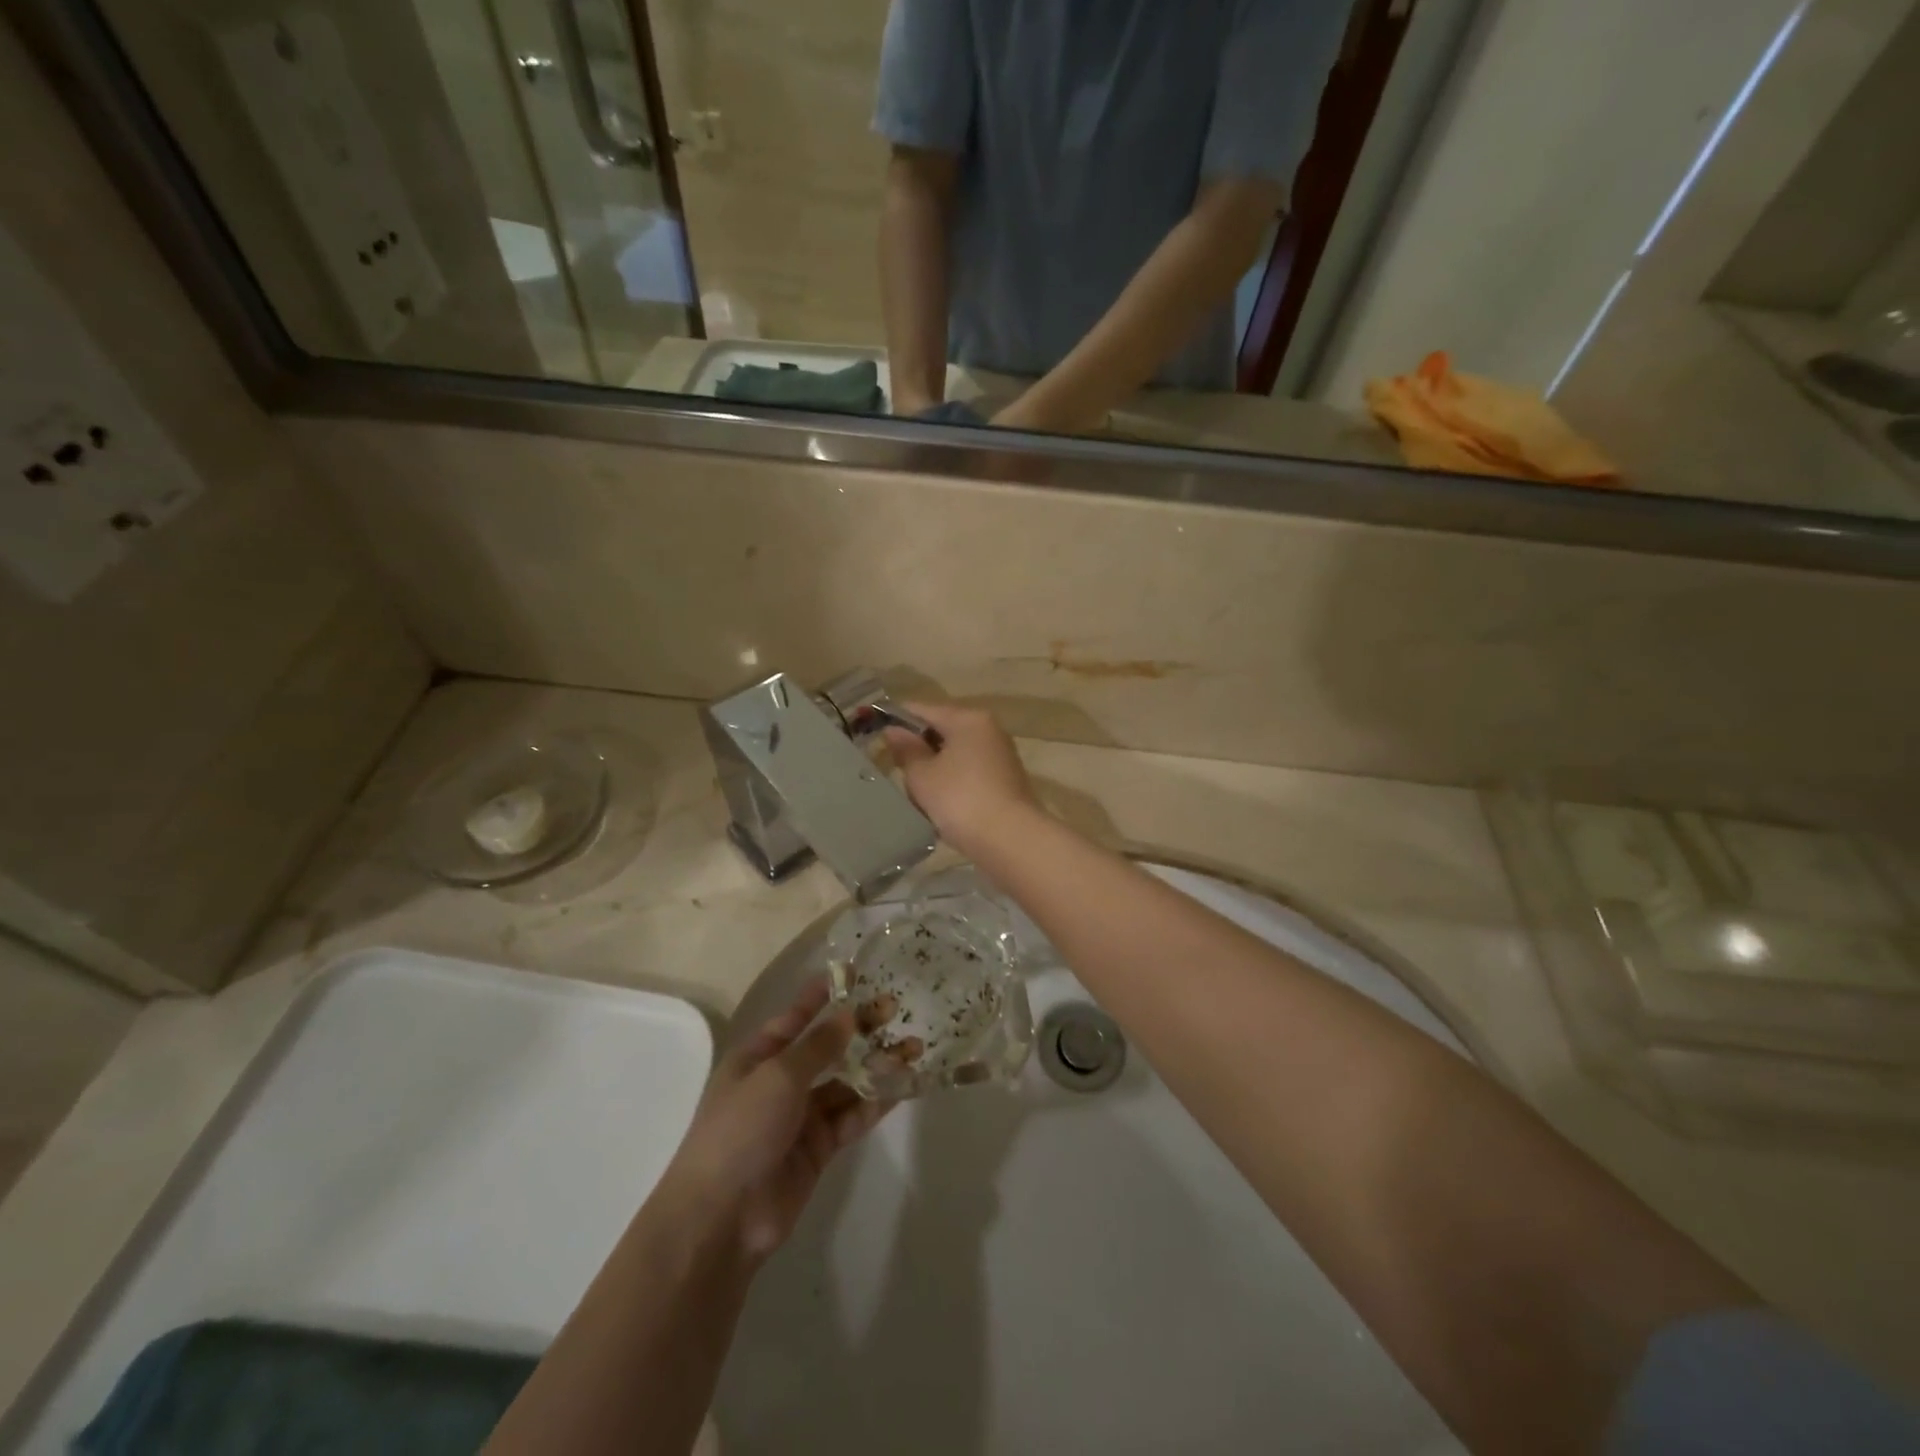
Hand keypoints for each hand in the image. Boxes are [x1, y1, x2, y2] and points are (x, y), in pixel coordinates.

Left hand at [662, 980, 890, 1263]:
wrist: (722, 1217)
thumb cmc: (741, 1129)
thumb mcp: (777, 1076)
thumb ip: (818, 1046)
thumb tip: (849, 1015)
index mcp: (758, 1057)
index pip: (795, 1017)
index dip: (822, 995)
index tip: (854, 974)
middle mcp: (780, 1081)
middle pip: (827, 1047)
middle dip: (860, 1028)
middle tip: (897, 1009)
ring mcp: (801, 1116)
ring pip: (846, 1082)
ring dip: (877, 1065)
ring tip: (913, 1047)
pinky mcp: (820, 1148)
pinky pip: (852, 1116)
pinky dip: (876, 1101)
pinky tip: (904, 1085)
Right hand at [883, 701, 1041, 857]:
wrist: (1010, 839)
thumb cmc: (959, 799)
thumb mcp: (922, 775)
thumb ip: (906, 749)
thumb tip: (894, 730)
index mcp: (968, 718)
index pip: (923, 709)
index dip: (896, 719)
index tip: (875, 734)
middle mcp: (988, 729)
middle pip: (942, 729)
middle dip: (918, 747)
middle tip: (894, 769)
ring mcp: (1000, 755)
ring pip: (956, 753)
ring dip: (935, 768)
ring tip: (915, 791)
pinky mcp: (1005, 780)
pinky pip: (969, 772)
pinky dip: (952, 782)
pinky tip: (939, 803)